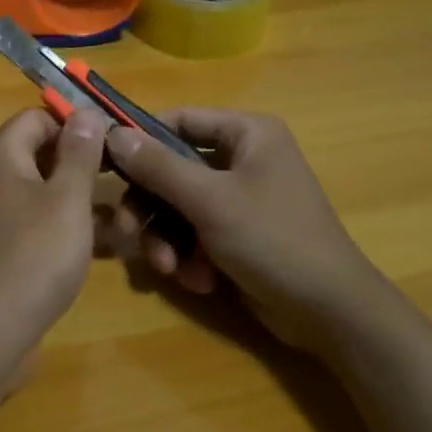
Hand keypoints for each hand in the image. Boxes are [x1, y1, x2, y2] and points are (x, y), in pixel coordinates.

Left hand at [0, 108, 108, 362]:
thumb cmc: (34, 255)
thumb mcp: (67, 198)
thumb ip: (80, 153)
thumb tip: (87, 112)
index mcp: (3, 156)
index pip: (38, 117)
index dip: (76, 123)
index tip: (115, 141)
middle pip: (44, 154)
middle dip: (87, 163)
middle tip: (128, 176)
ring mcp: (0, 217)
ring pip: (49, 193)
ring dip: (86, 199)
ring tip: (130, 214)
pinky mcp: (9, 249)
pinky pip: (45, 224)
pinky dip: (73, 228)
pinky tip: (110, 245)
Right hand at [106, 109, 381, 353]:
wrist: (327, 310)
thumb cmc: (273, 239)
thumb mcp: (210, 200)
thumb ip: (159, 167)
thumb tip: (112, 133)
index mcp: (247, 134)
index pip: (180, 120)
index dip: (141, 139)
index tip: (105, 163)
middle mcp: (243, 159)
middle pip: (172, 170)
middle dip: (150, 207)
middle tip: (127, 232)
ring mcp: (240, 199)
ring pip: (178, 207)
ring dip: (167, 239)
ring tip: (170, 268)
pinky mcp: (237, 235)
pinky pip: (194, 234)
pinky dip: (190, 256)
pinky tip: (201, 280)